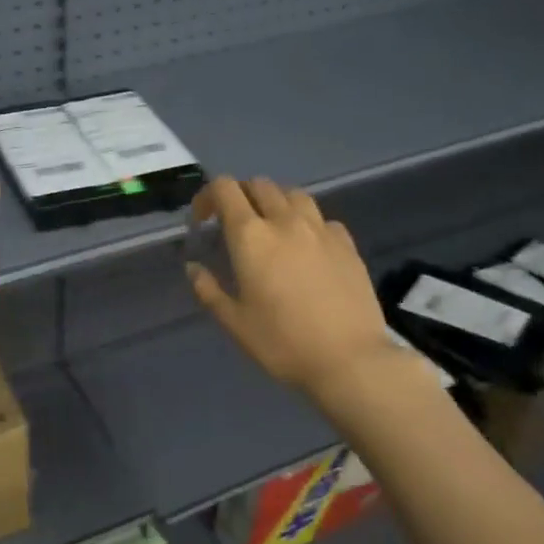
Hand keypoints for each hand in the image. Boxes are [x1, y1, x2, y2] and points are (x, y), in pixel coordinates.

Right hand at [186, 176, 396, 398]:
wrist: (349, 359)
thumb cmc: (282, 342)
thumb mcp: (234, 322)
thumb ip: (209, 290)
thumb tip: (193, 268)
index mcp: (251, 237)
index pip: (225, 189)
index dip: (207, 197)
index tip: (202, 221)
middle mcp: (285, 221)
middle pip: (259, 185)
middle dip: (240, 195)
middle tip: (232, 223)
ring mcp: (320, 229)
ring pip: (293, 194)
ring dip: (274, 202)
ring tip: (270, 227)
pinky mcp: (347, 243)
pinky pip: (321, 218)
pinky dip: (306, 222)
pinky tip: (305, 246)